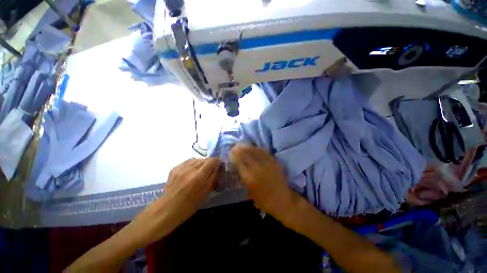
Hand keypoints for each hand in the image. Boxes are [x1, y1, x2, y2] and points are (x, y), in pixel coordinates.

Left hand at [128, 157, 221, 246]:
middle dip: (210, 163)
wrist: (168, 209)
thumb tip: (219, 167)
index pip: (212, 161)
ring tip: (201, 170)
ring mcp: (181, 167)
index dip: (217, 161)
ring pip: (197, 159)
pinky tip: (192, 170)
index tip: (219, 164)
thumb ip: (214, 177)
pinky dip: (193, 164)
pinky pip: (188, 161)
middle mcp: (191, 169)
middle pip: (205, 159)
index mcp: (199, 176)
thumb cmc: (190, 205)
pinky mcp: (175, 168)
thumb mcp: (206, 192)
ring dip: (202, 163)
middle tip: (211, 169)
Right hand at [229, 144, 294, 217]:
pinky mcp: (274, 162)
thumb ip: (243, 178)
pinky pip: (264, 152)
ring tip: (243, 146)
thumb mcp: (249, 192)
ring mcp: (266, 163)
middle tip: (235, 147)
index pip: (238, 161)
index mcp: (249, 176)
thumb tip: (238, 168)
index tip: (230, 153)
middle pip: (245, 153)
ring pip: (254, 150)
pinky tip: (255, 148)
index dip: (233, 155)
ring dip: (247, 147)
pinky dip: (257, 149)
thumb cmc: (263, 200)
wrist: (282, 200)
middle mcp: (256, 167)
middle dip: (238, 149)